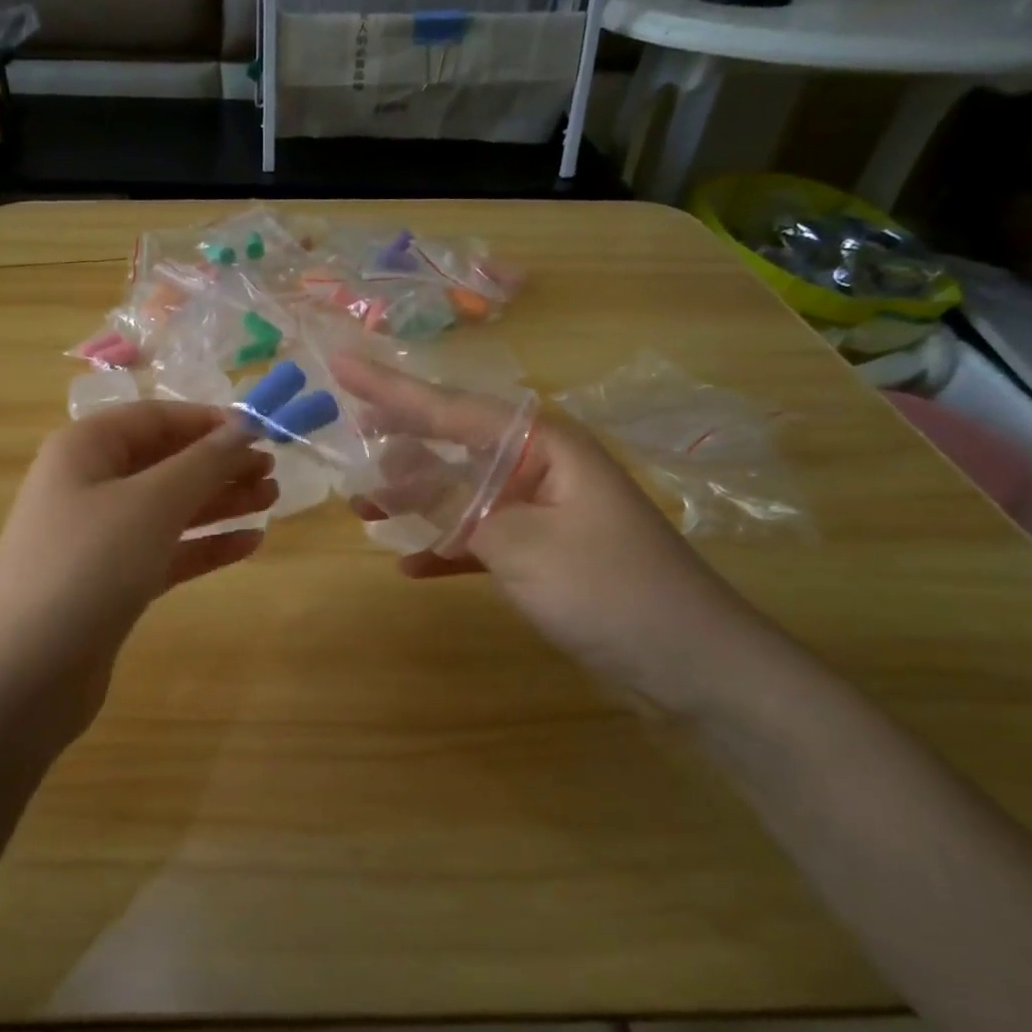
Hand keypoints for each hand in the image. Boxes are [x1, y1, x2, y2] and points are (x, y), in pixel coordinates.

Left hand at [0, 402, 274, 747]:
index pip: (156, 418)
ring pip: (169, 508)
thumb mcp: (151, 504)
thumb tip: (244, 428)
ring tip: (272, 501)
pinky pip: (166, 551)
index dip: (209, 422)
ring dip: (219, 502)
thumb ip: (203, 463)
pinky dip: (205, 545)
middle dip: (219, 464)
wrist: (23, 674)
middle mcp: (89, 486)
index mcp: (85, 449)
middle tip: (273, 472)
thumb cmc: (88, 567)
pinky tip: (248, 544)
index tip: (262, 432)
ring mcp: (99, 538)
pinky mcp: (112, 583)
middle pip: (165, 462)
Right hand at [332, 355, 781, 711]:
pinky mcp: (542, 554)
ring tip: (362, 506)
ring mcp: (541, 511)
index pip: (450, 409)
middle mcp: (540, 467)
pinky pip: (480, 538)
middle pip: (453, 444)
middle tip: (346, 433)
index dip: (390, 389)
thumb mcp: (520, 542)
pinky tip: (409, 564)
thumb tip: (399, 468)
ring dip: (414, 501)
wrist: (692, 666)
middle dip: (400, 442)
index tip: (339, 365)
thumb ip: (455, 503)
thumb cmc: (609, 590)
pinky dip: (446, 549)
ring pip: (462, 493)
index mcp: (543, 445)